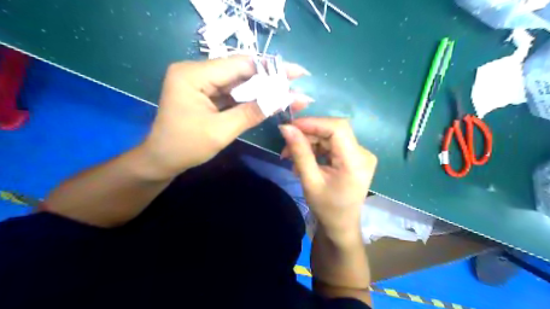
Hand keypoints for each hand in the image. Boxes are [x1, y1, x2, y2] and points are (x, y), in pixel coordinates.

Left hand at [139, 57, 308, 179]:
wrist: (161, 161)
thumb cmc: (185, 147)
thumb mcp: (221, 131)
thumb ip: (252, 112)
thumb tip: (284, 99)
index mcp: (193, 75)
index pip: (239, 65)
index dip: (270, 69)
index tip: (295, 73)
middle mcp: (196, 71)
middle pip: (239, 71)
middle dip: (269, 79)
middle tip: (295, 82)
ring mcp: (200, 82)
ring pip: (238, 81)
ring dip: (261, 89)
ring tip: (287, 92)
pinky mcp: (204, 92)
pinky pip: (231, 92)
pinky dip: (249, 97)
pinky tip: (268, 99)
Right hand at [282, 119, 376, 241]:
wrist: (341, 225)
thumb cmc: (326, 208)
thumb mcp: (310, 181)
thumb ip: (299, 152)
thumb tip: (286, 128)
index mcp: (356, 161)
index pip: (337, 128)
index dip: (313, 122)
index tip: (290, 127)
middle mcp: (363, 153)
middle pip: (333, 131)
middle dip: (308, 135)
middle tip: (286, 146)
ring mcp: (361, 154)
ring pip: (331, 137)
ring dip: (309, 143)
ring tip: (291, 157)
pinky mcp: (355, 157)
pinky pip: (333, 145)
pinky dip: (316, 149)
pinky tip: (304, 160)